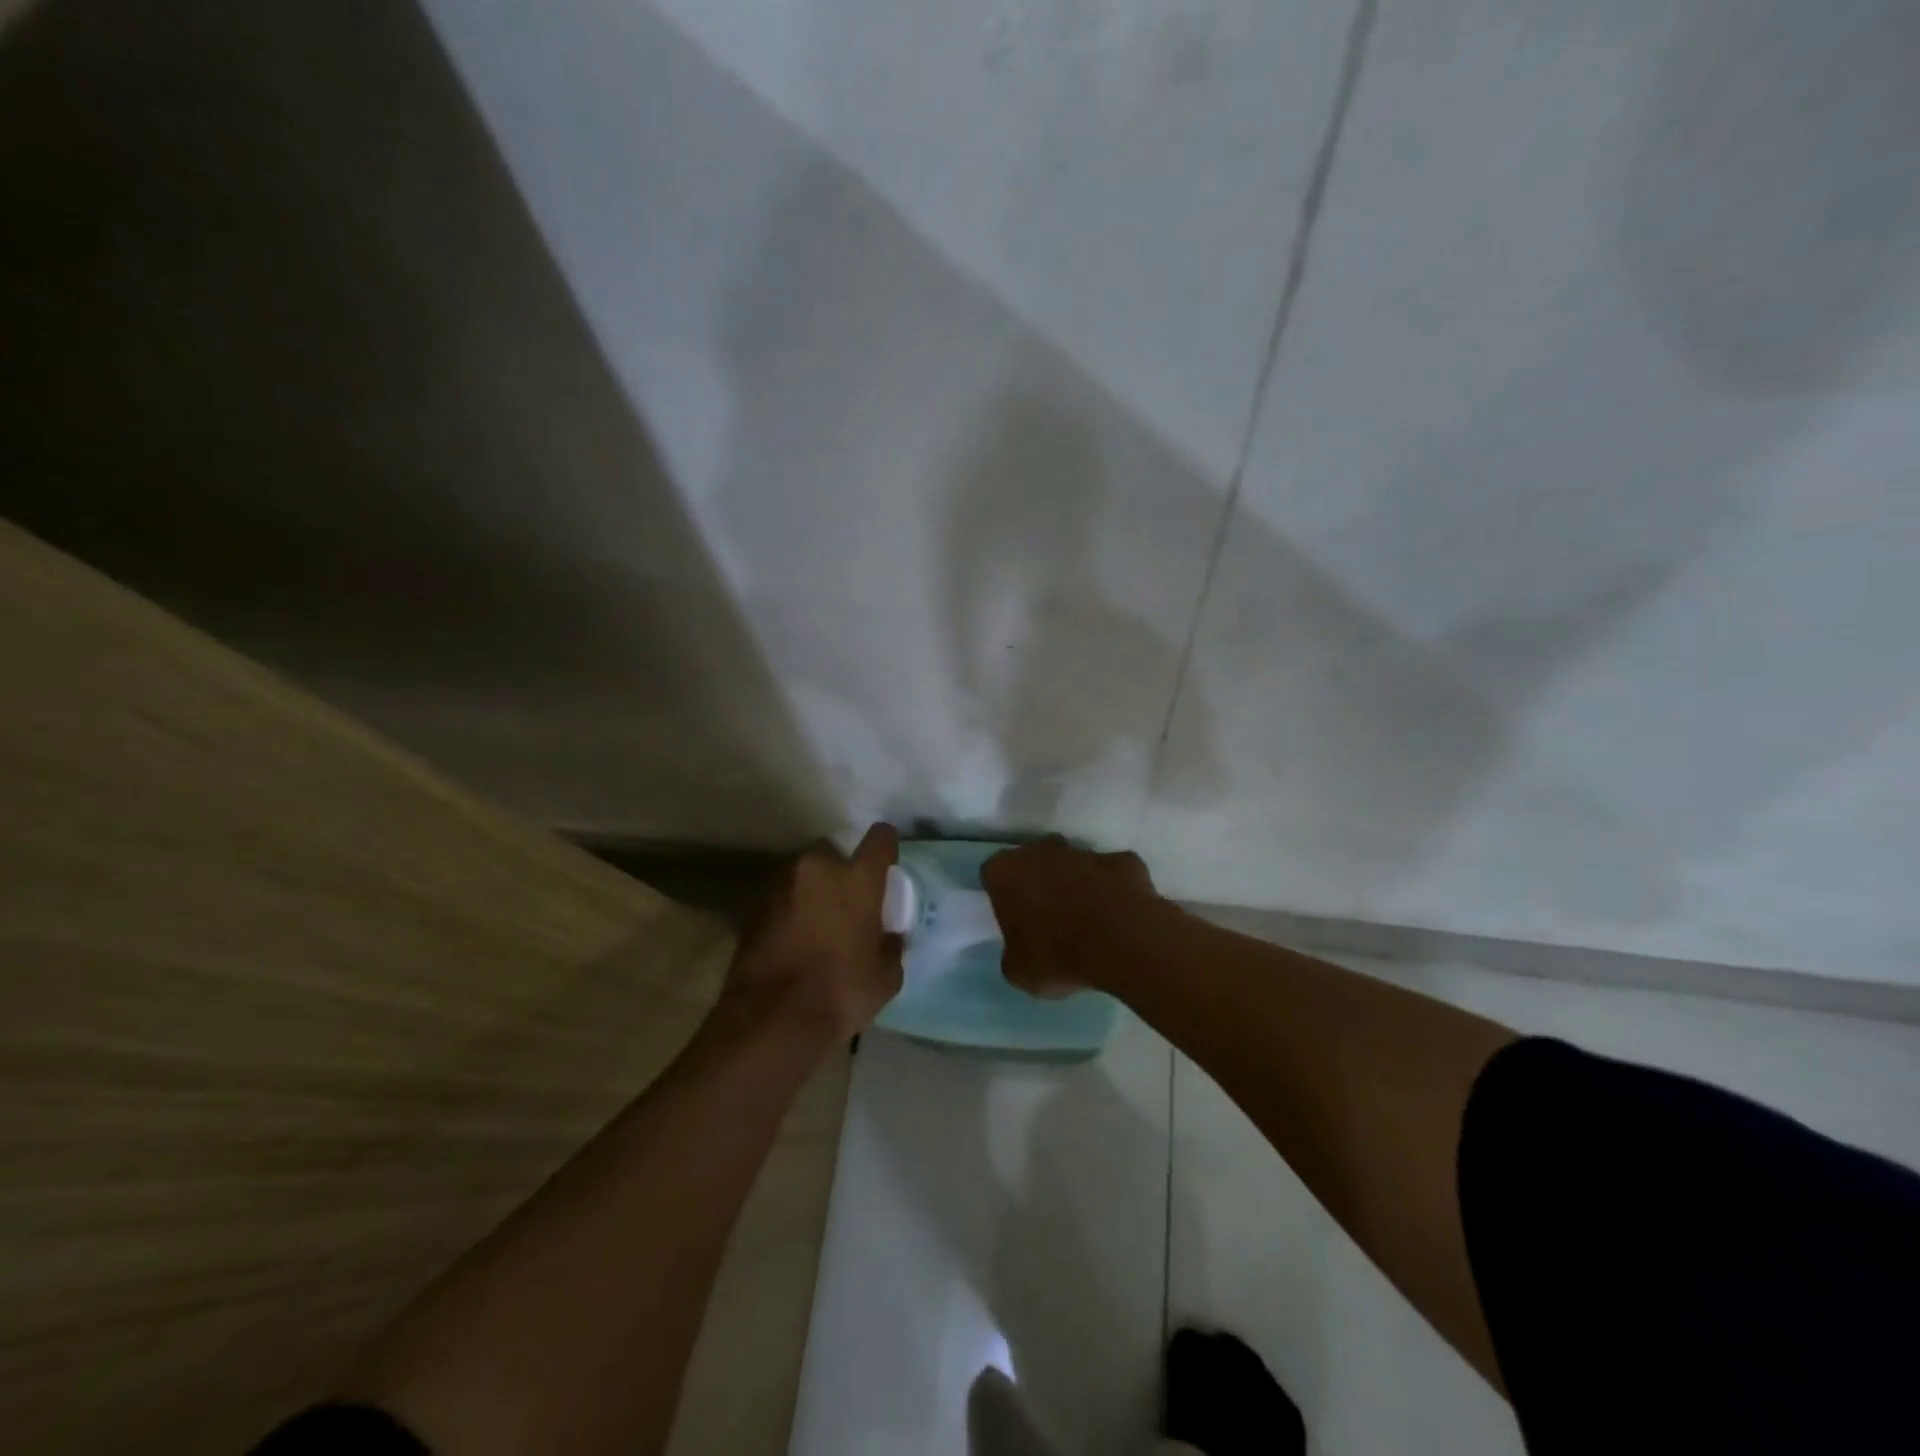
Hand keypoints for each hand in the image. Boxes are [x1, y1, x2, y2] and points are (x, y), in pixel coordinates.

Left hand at [721, 823, 904, 1043]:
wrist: (771, 1019)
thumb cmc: (841, 992)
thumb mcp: (885, 977)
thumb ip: (890, 947)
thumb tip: (889, 938)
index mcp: (857, 878)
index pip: (880, 840)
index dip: (885, 846)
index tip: (887, 860)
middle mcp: (817, 870)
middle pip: (832, 853)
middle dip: (839, 872)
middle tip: (847, 904)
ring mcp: (780, 886)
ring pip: (802, 876)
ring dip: (811, 893)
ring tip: (819, 926)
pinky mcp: (752, 909)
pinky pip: (780, 901)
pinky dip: (788, 913)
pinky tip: (794, 943)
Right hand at [982, 836, 1161, 996]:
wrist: (1122, 943)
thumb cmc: (1057, 955)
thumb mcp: (1019, 971)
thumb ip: (1014, 953)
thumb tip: (1023, 951)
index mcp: (1006, 871)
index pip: (992, 875)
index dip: (1001, 896)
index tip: (1012, 919)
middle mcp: (1041, 851)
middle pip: (1034, 860)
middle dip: (1039, 881)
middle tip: (1048, 917)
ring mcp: (1084, 852)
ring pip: (1074, 863)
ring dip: (1077, 883)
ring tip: (1088, 920)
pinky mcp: (1123, 860)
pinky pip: (1112, 873)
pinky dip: (1113, 888)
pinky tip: (1119, 915)